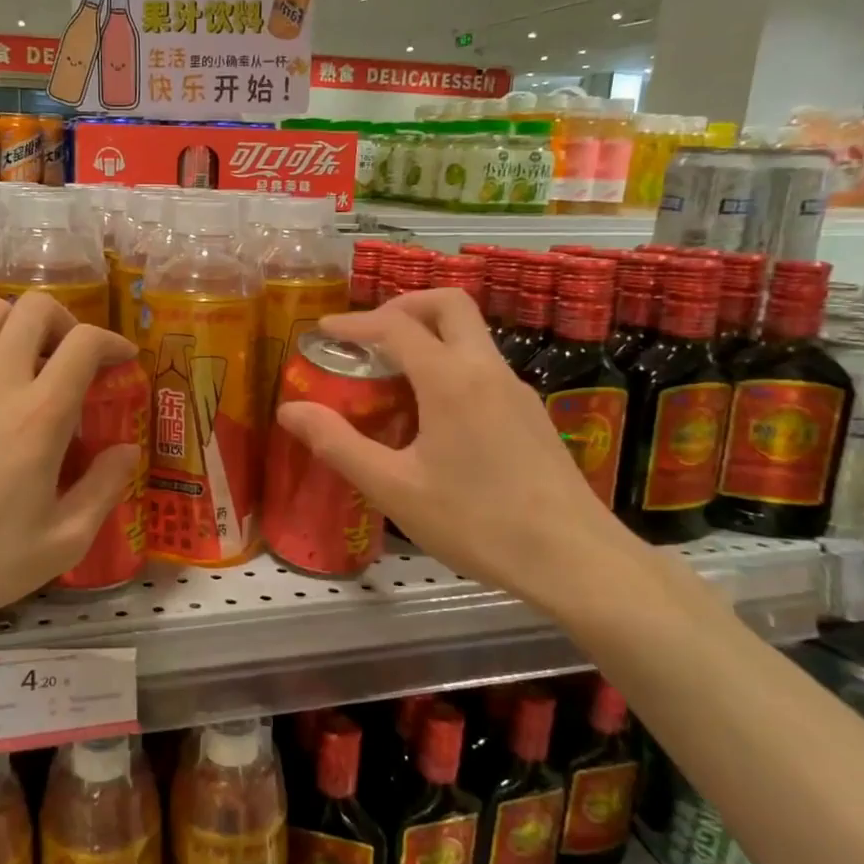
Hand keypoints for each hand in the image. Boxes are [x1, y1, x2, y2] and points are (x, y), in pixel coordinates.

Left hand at [0, 293, 142, 639]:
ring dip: (17, 328)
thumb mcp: (59, 544)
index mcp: (38, 417)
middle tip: (71, 356)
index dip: (111, 341)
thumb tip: (127, 450)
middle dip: (65, 322)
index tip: (122, 359)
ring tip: (23, 364)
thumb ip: (103, 490)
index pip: (83, 344)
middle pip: (34, 309)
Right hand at [274, 288, 645, 610]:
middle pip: (449, 304)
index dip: (355, 323)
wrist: (574, 559)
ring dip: (428, 336)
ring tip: (391, 376)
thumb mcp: (393, 488)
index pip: (397, 327)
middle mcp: (487, 370)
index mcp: (451, 380)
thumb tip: (289, 411)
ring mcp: (516, 390)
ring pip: (470, 335)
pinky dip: (449, 364)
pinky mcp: (531, 414)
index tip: (324, 330)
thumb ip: (338, 444)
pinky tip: (432, 414)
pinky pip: (482, 366)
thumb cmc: (477, 522)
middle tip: (369, 335)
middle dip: (404, 306)